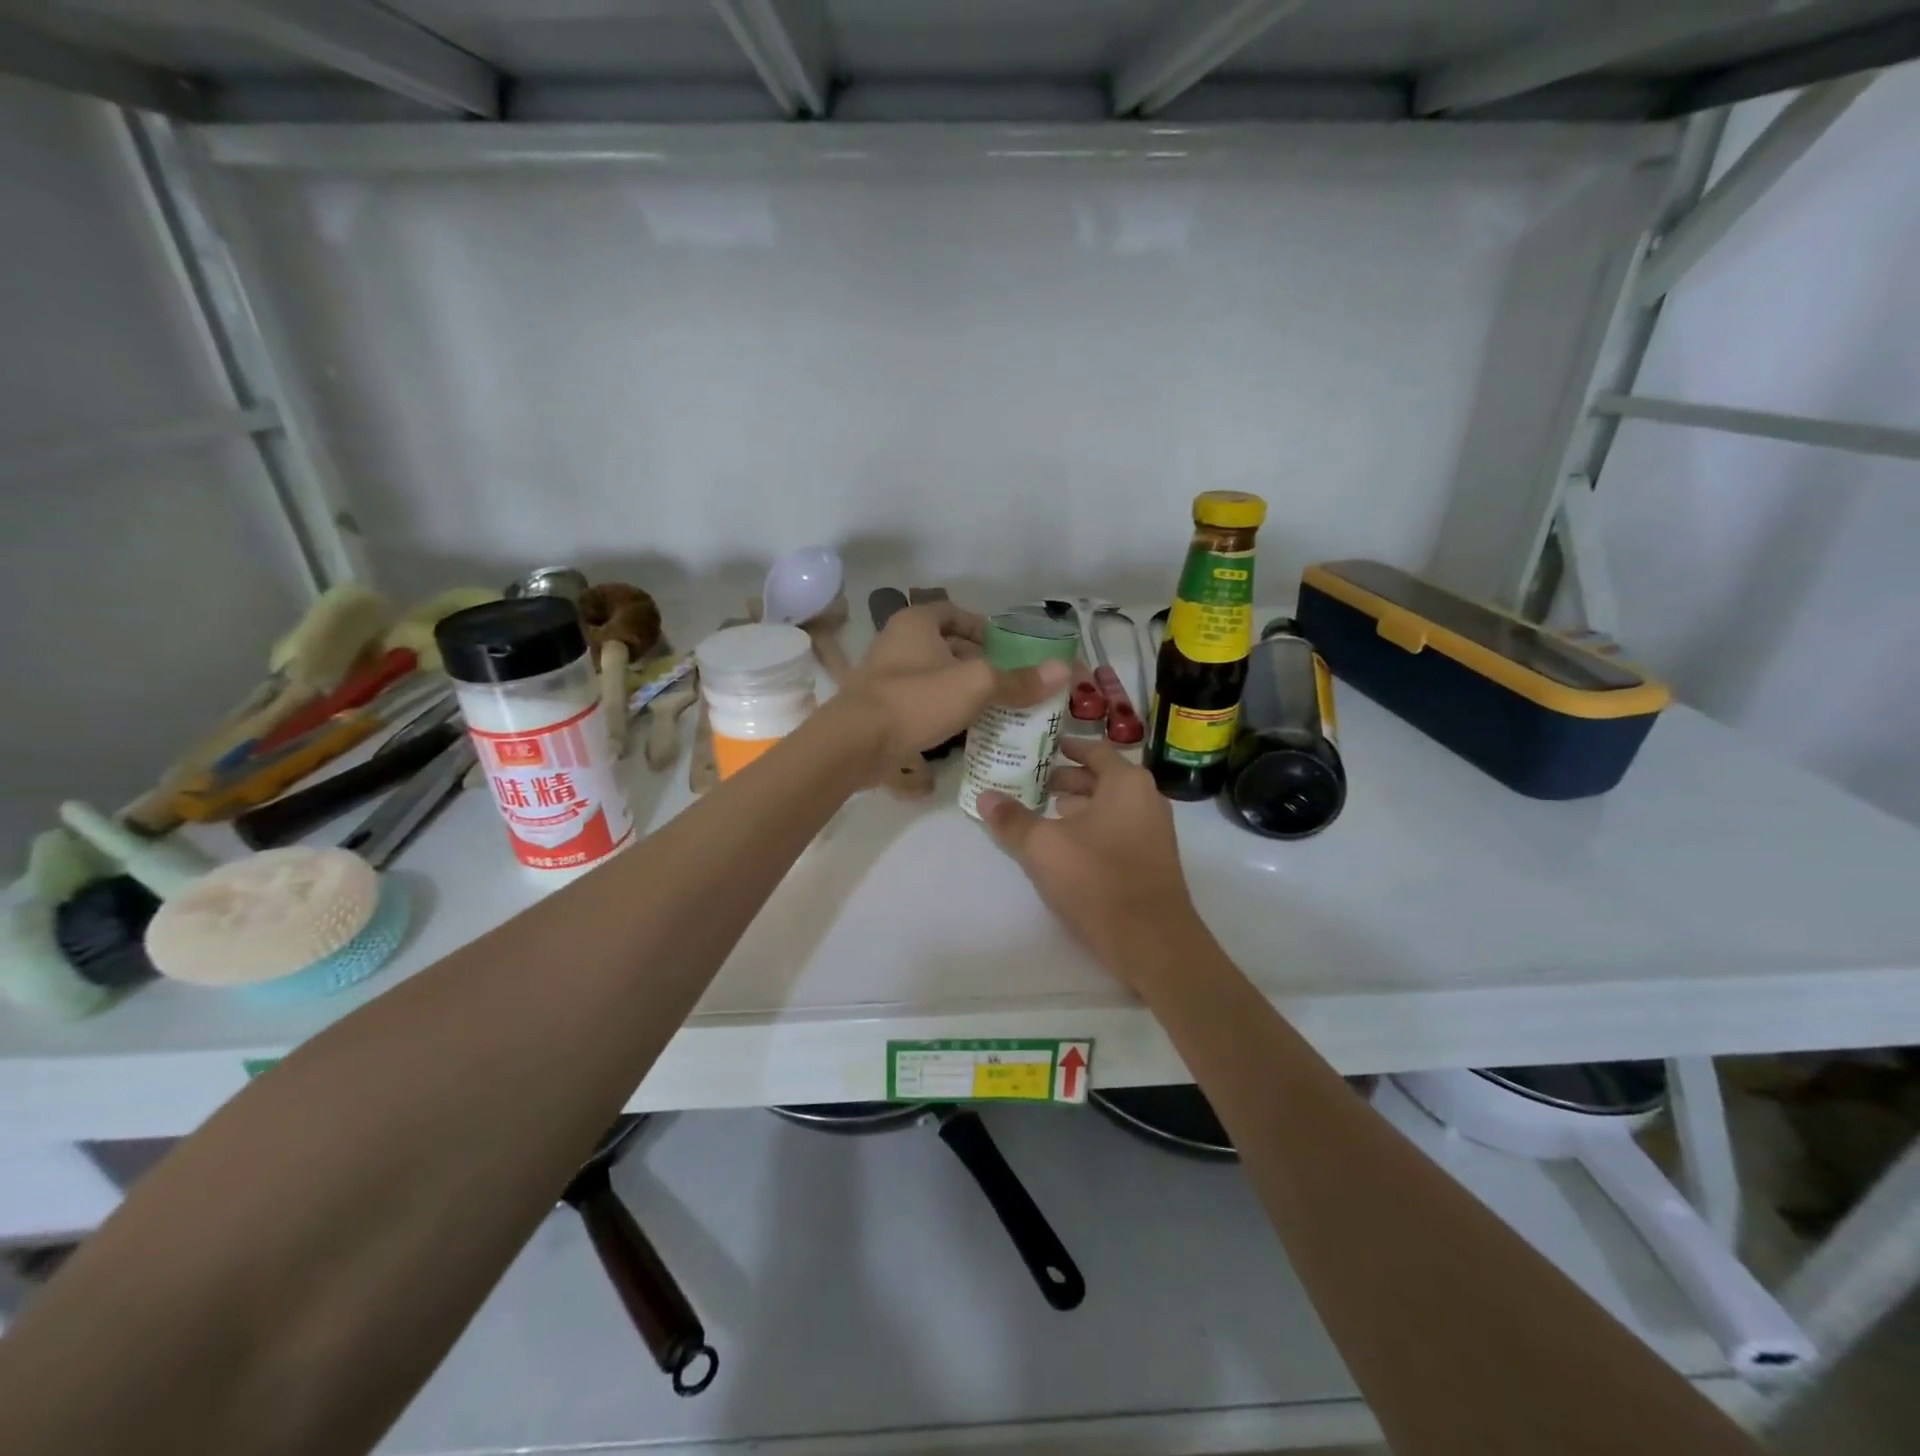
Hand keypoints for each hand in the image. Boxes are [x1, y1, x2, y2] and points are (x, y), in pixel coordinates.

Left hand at [832, 601, 1068, 771]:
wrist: (855, 744)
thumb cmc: (915, 700)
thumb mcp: (975, 685)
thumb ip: (1017, 679)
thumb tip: (1063, 670)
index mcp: (916, 623)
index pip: (954, 612)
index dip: (982, 627)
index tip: (1006, 648)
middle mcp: (897, 642)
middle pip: (945, 645)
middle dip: (975, 661)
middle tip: (1007, 681)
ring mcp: (885, 676)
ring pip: (933, 675)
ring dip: (959, 688)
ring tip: (992, 706)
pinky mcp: (880, 708)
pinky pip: (919, 701)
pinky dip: (941, 709)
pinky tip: (963, 729)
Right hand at [977, 738, 1205, 987]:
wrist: (1151, 940)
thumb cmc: (1096, 878)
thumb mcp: (1042, 846)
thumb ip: (1012, 820)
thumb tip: (984, 797)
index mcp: (1126, 782)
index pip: (1093, 750)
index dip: (1065, 748)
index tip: (1040, 748)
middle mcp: (1147, 798)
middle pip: (1102, 778)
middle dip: (1067, 779)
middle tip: (1032, 781)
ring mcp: (1154, 831)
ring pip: (1110, 806)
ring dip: (1079, 806)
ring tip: (1045, 811)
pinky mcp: (1153, 860)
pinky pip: (1118, 829)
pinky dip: (1092, 828)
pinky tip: (1067, 846)